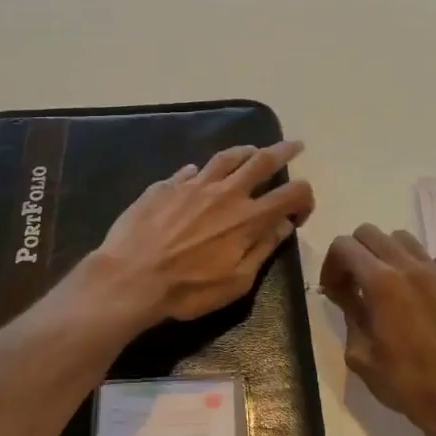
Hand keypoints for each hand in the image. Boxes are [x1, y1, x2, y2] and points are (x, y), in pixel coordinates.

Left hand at [90, 140, 315, 328]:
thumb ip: (263, 249)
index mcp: (248, 218)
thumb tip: (284, 225)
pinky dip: (201, 171)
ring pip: (226, 158)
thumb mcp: (236, 282)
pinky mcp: (166, 186)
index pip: (291, 194)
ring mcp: (194, 185)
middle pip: (262, 161)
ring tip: (253, 150)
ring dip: (245, 151)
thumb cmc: (188, 290)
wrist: (130, 278)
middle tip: (295, 145)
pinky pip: (189, 171)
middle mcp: (226, 193)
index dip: (305, 197)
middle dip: (284, 151)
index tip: (302, 208)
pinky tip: (199, 173)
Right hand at [320, 226, 435, 435]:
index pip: (344, 246)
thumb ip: (350, 314)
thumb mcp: (360, 355)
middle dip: (356, 254)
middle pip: (371, 233)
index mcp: (380, 283)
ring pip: (406, 239)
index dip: (332, 265)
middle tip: (357, 285)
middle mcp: (410, 267)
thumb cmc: (404, 384)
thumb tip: (344, 293)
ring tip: (392, 285)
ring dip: (390, 255)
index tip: (335, 291)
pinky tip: (431, 284)